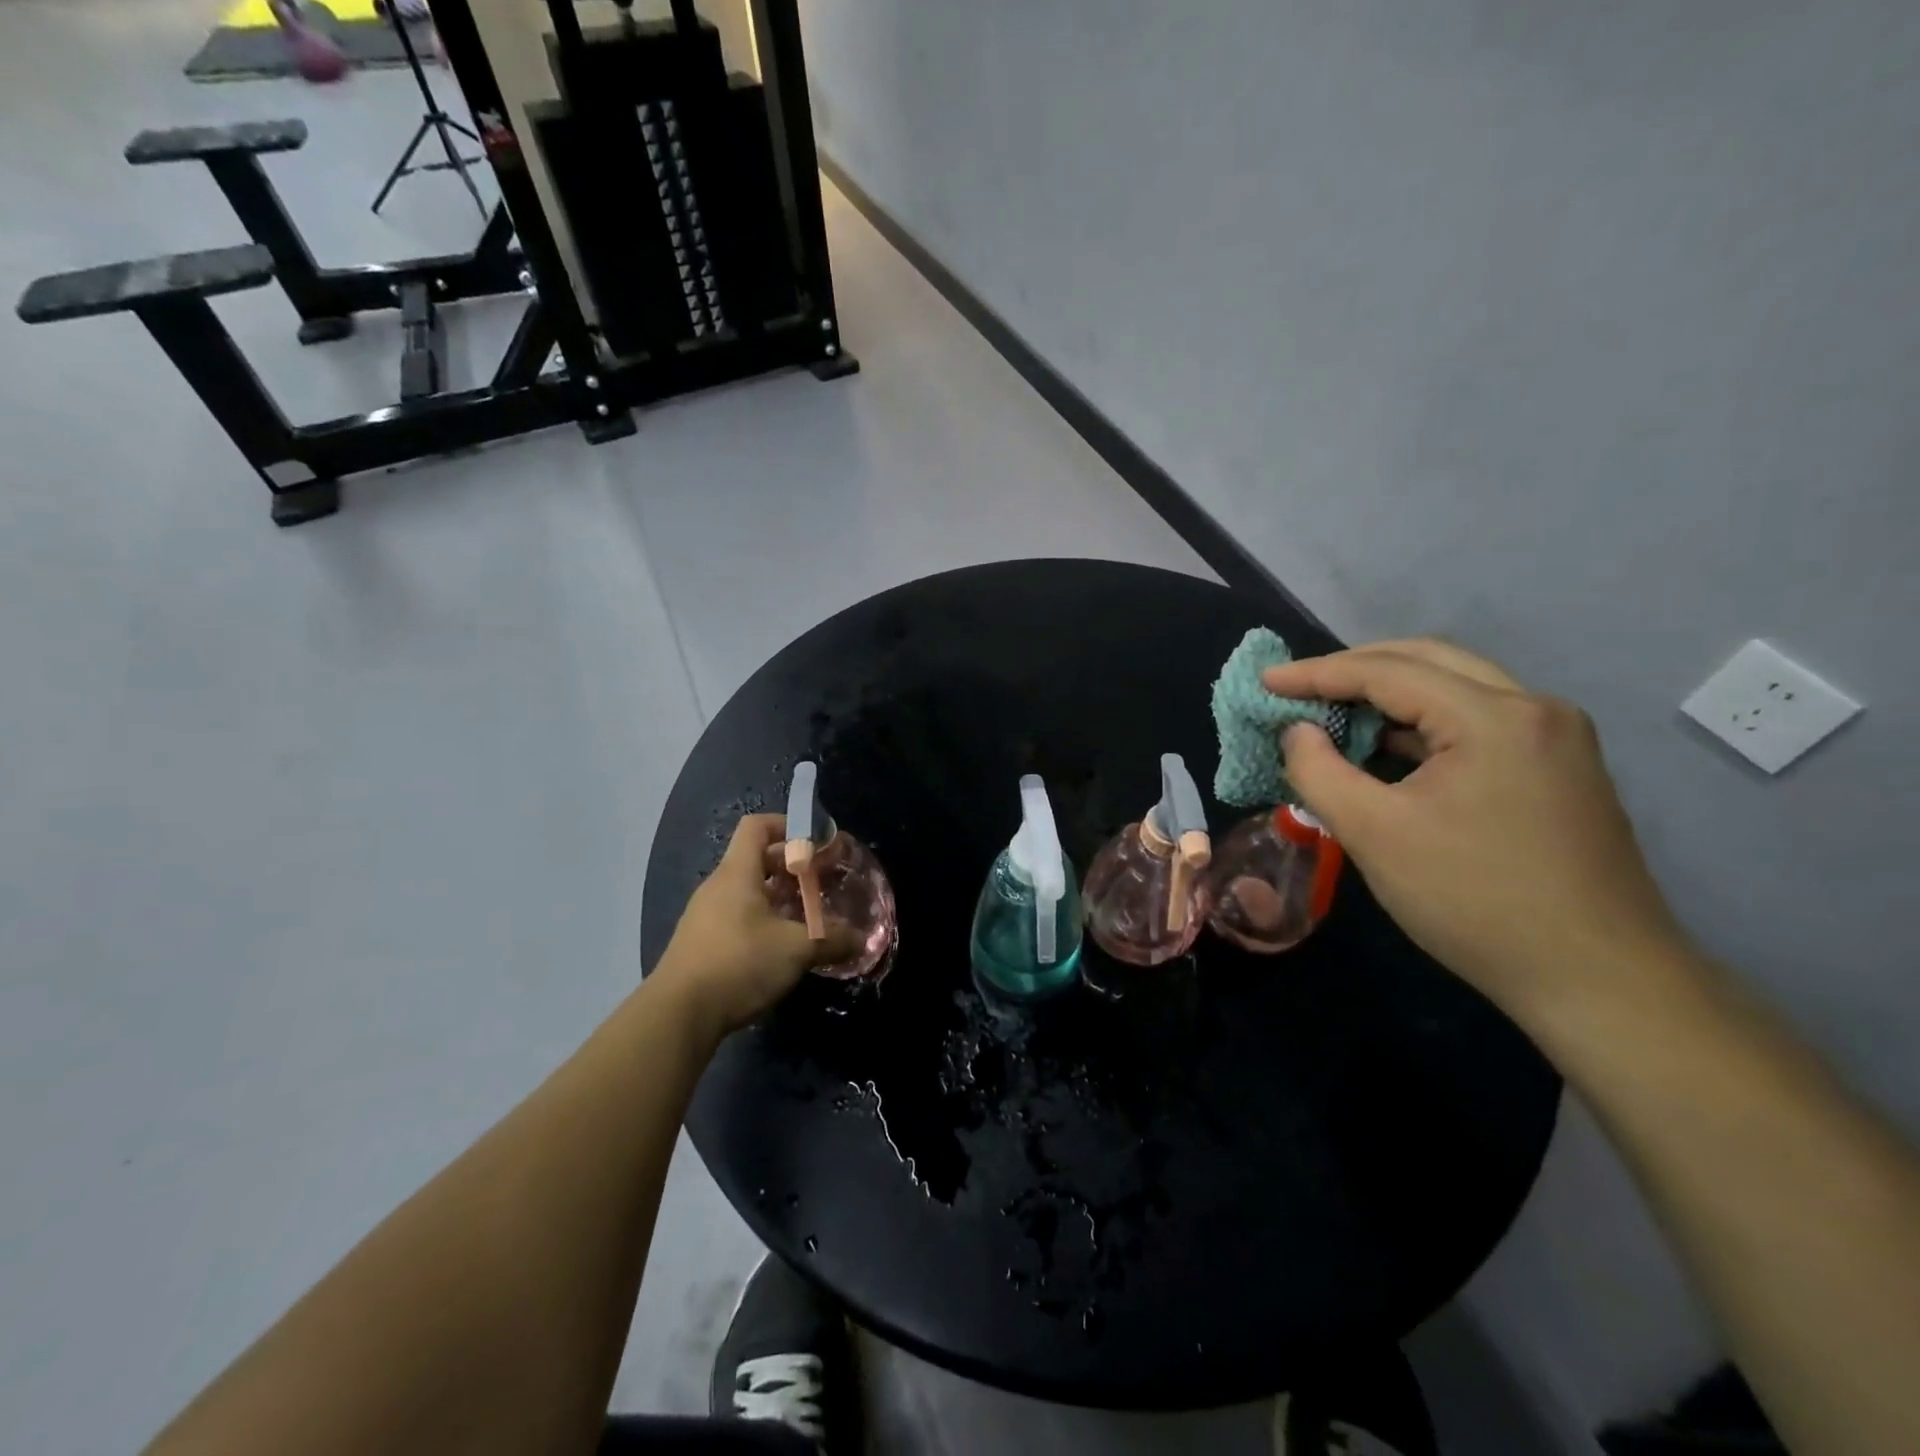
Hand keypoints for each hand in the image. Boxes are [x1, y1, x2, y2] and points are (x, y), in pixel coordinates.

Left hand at [650, 814, 861, 1037]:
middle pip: (757, 859)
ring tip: (808, 916)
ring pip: (749, 892)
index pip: (758, 826)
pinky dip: (763, 921)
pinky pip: (738, 917)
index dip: (788, 825)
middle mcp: (718, 887)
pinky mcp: (701, 944)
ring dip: (779, 897)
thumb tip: (861, 939)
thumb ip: (832, 940)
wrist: (677, 1016)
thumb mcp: (796, 950)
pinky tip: (782, 947)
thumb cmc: (738, 964)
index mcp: (737, 873)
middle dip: (792, 867)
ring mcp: (705, 916)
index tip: (816, 843)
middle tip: (822, 882)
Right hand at [1263, 639, 1688, 1020]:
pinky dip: (1424, 722)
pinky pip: (1477, 720)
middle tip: (1300, 687)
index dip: (1317, 674)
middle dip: (1355, 667)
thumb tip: (1296, 732)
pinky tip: (1390, 746)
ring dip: (1391, 692)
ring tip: (1334, 712)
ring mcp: (1556, 737)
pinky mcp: (1559, 768)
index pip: (1387, 672)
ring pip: (1457, 687)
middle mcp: (1534, 709)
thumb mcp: (1373, 834)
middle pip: (1428, 660)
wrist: (1600, 981)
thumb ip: (1318, 771)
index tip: (1265, 682)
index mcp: (1493, 717)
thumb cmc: (1474, 901)